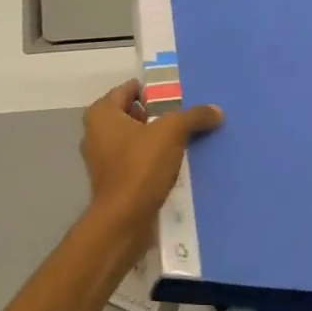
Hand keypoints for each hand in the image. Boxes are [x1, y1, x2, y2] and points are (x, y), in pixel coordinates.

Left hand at [80, 79, 223, 257]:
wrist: (123, 220)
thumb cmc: (140, 166)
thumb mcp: (172, 133)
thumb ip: (193, 116)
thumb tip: (216, 110)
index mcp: (101, 113)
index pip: (128, 89)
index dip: (153, 90)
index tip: (178, 96)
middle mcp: (95, 132)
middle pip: (131, 114)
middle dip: (157, 115)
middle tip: (185, 118)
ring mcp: (101, 159)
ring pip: (133, 139)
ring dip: (155, 139)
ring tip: (185, 140)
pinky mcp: (111, 181)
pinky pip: (134, 161)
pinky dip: (151, 160)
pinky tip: (173, 164)